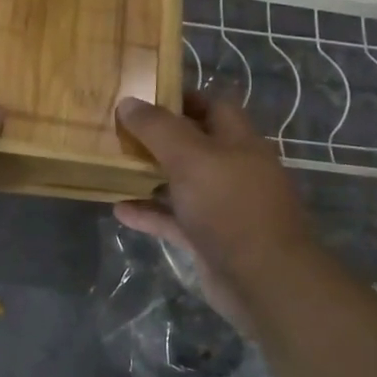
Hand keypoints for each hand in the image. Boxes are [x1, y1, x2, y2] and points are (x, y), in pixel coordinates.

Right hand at [113, 92, 317, 328]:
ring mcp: (221, 206)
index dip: (181, 97)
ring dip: (150, 176)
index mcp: (238, 140)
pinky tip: (118, 209)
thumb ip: (158, 128)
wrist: (263, 280)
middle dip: (158, 137)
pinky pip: (174, 219)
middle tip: (118, 131)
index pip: (213, 105)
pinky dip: (149, 213)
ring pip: (181, 183)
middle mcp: (232, 169)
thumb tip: (128, 102)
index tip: (143, 96)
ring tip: (112, 166)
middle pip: (193, 144)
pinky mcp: (208, 238)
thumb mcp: (190, 157)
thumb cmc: (230, 206)